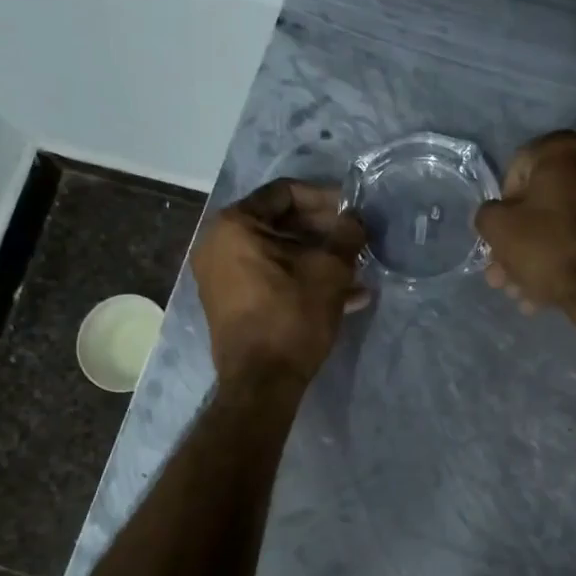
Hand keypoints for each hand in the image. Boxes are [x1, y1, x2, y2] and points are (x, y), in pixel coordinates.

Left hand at [192, 179, 368, 387]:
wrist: (261, 383)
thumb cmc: (292, 316)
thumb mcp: (329, 271)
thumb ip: (347, 235)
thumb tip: (355, 219)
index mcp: (235, 225)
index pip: (285, 193)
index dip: (325, 198)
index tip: (353, 211)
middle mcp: (218, 243)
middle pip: (280, 222)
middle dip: (324, 231)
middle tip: (357, 240)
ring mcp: (221, 275)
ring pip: (279, 253)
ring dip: (318, 257)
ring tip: (357, 269)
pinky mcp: (231, 302)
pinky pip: (270, 276)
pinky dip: (302, 279)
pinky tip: (345, 295)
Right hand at [473, 131, 575, 314]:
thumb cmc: (550, 247)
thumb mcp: (498, 228)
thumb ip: (487, 214)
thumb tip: (495, 215)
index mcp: (564, 149)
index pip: (516, 170)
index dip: (502, 207)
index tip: (500, 237)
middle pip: (545, 201)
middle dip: (522, 240)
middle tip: (507, 274)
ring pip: (569, 222)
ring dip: (543, 254)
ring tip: (526, 292)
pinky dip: (574, 255)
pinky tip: (555, 290)